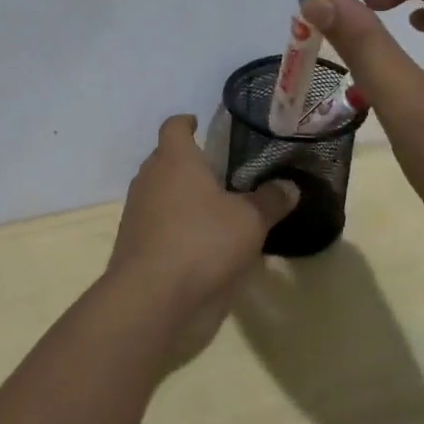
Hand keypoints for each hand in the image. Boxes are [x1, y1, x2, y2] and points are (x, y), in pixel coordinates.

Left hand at [106, 116, 297, 360]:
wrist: (152, 299)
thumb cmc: (202, 242)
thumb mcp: (250, 221)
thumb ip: (270, 201)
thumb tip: (289, 186)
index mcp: (174, 159)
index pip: (174, 126)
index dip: (187, 123)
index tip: (200, 125)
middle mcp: (150, 178)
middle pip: (165, 159)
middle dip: (188, 163)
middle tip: (219, 172)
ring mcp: (137, 212)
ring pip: (160, 193)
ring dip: (181, 197)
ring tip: (213, 210)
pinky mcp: (133, 245)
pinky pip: (156, 224)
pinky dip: (174, 227)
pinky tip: (200, 244)